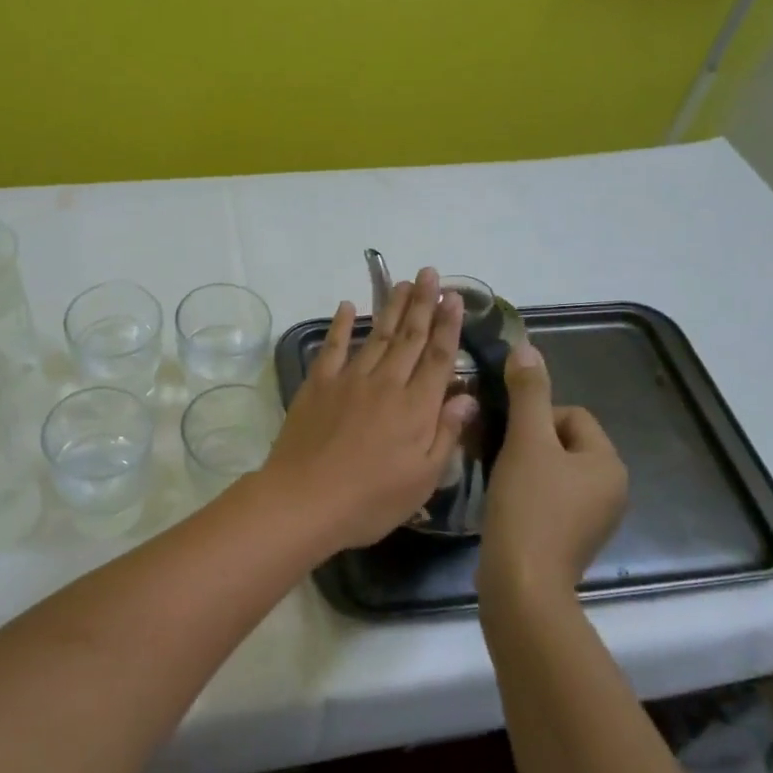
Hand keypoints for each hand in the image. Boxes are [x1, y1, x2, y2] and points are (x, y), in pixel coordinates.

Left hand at [261, 267, 475, 551]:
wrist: (305, 499)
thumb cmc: (371, 500)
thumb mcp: (423, 479)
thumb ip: (446, 434)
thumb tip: (467, 397)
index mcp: (416, 407)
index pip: (438, 357)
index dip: (449, 325)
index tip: (455, 297)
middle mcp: (386, 383)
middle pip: (410, 337)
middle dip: (423, 303)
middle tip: (430, 273)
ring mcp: (349, 380)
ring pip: (378, 335)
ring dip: (392, 307)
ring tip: (403, 282)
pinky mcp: (318, 384)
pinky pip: (333, 347)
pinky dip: (341, 325)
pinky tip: (348, 306)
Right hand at [478, 342, 628, 601]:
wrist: (522, 583)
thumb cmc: (528, 506)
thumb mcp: (526, 441)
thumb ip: (528, 393)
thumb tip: (527, 347)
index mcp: (609, 463)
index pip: (572, 415)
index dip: (535, 420)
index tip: (511, 440)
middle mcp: (612, 489)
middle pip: (563, 442)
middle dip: (530, 444)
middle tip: (502, 460)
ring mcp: (595, 518)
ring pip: (554, 470)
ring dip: (526, 468)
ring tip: (502, 482)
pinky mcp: (573, 539)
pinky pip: (552, 498)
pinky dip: (529, 495)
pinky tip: (508, 506)